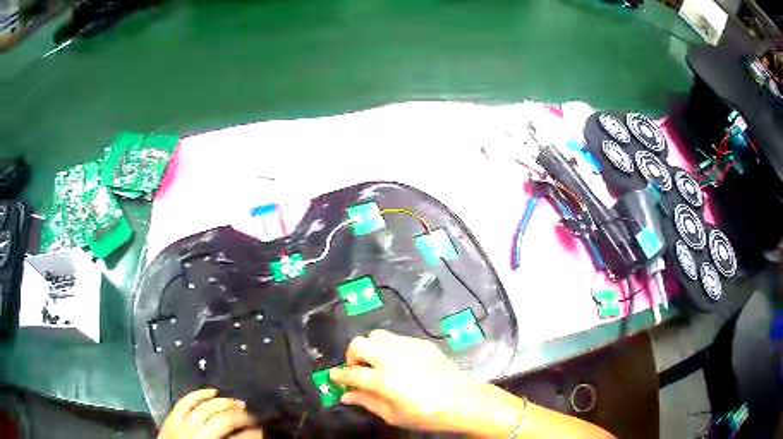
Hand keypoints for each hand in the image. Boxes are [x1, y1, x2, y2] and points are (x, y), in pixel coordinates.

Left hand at [158, 389, 262, 438]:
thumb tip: (254, 434)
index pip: (238, 438)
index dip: (253, 433)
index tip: (263, 429)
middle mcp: (196, 434)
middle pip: (222, 419)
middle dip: (241, 415)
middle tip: (254, 415)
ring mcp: (182, 424)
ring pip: (205, 407)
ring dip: (224, 403)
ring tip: (238, 403)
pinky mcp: (172, 417)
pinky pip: (185, 401)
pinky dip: (199, 394)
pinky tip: (212, 391)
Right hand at [329, 330, 486, 431]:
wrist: (462, 401)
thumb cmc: (426, 415)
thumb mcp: (393, 415)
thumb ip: (366, 402)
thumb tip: (345, 396)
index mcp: (383, 381)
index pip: (351, 373)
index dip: (338, 376)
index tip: (333, 377)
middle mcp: (392, 359)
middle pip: (359, 343)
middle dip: (352, 356)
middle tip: (359, 371)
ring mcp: (409, 348)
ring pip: (377, 335)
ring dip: (371, 348)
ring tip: (378, 363)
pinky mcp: (423, 344)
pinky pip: (398, 338)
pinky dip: (390, 347)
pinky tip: (400, 362)